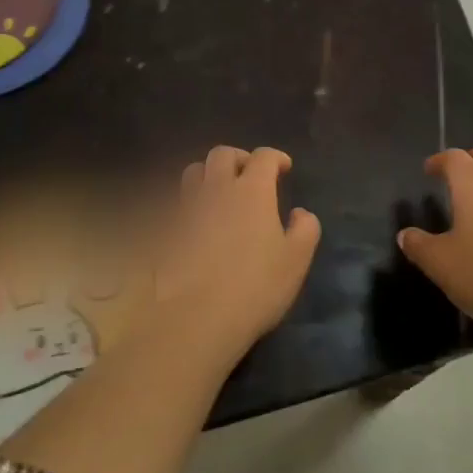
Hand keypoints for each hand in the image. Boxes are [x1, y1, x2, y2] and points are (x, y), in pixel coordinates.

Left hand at [155, 146, 321, 354]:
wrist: (195, 318)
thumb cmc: (255, 286)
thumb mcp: (296, 260)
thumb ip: (305, 229)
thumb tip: (300, 213)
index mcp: (252, 190)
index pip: (263, 157)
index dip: (276, 158)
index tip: (284, 168)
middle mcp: (217, 189)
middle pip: (223, 154)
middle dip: (240, 158)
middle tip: (251, 175)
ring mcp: (187, 208)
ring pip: (194, 172)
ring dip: (210, 174)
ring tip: (221, 193)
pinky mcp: (167, 230)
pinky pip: (179, 203)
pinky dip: (192, 202)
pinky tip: (200, 222)